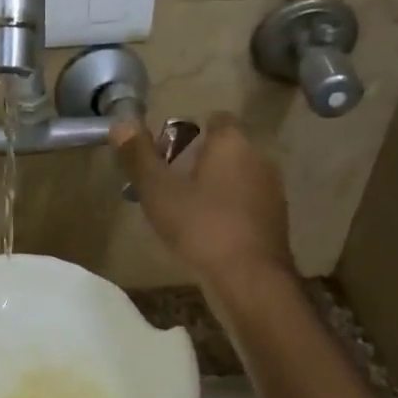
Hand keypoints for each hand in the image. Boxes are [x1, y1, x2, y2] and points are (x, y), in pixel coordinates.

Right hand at [111, 113, 295, 284]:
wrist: (250, 278)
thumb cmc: (201, 226)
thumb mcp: (158, 191)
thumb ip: (138, 156)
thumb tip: (120, 123)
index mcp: (232, 143)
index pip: (215, 119)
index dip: (188, 131)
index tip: (165, 153)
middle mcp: (258, 158)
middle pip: (225, 148)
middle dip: (197, 161)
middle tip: (166, 184)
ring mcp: (271, 190)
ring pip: (236, 177)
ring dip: (213, 187)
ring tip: (183, 211)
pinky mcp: (276, 220)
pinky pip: (245, 203)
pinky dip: (227, 209)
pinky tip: (207, 232)